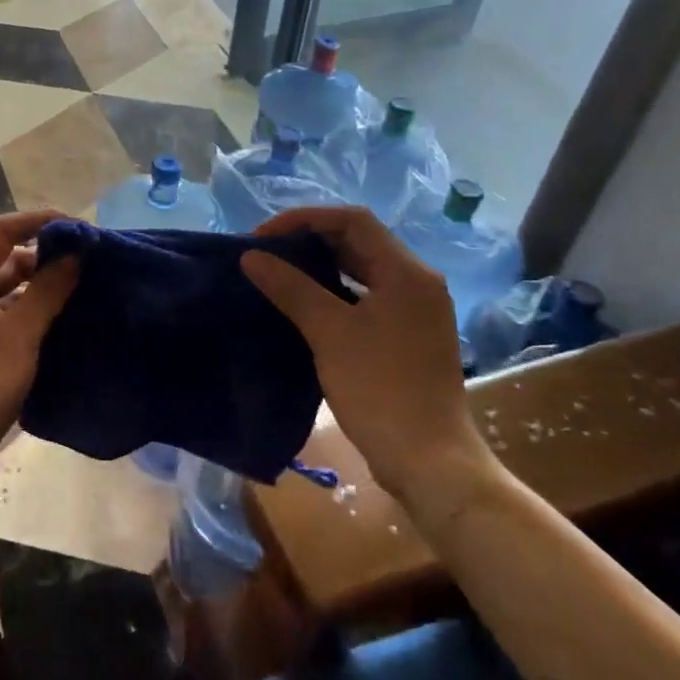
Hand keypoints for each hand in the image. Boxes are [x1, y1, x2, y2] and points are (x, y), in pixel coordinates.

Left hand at [0, 211, 79, 484]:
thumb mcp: (20, 336)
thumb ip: (47, 290)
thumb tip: (74, 252)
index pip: (0, 231)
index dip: (38, 221)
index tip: (78, 228)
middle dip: (39, 258)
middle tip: (81, 266)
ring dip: (30, 291)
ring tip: (71, 298)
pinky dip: (17, 318)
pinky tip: (45, 334)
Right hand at [240, 206, 490, 504]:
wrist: (427, 459)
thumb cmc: (379, 389)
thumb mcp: (329, 333)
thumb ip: (290, 288)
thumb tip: (252, 256)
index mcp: (406, 272)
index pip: (352, 220)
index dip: (303, 219)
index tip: (263, 237)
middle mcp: (417, 282)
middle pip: (359, 242)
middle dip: (309, 241)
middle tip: (266, 255)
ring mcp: (416, 310)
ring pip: (363, 270)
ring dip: (321, 267)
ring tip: (278, 275)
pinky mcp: (408, 335)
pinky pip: (367, 296)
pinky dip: (335, 292)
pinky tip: (305, 306)